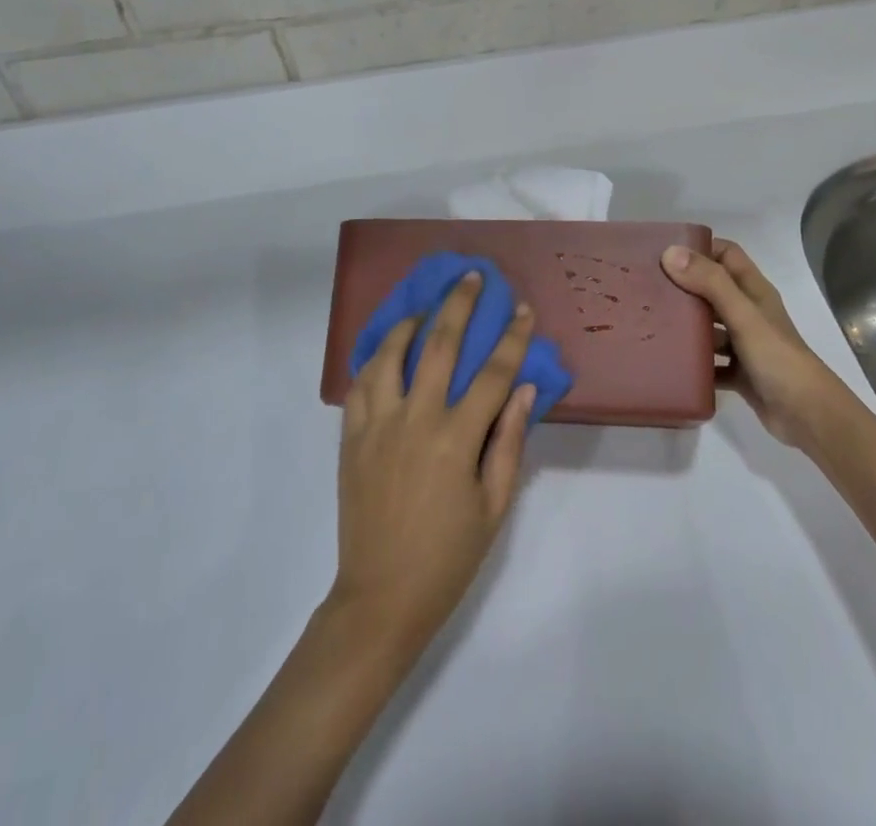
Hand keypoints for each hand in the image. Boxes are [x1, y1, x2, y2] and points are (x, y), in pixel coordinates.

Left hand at [331, 272, 536, 651]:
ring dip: (411, 322)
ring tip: (425, 306)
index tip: (523, 309)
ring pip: (390, 355)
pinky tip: (387, 348)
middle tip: (472, 276)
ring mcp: (377, 425)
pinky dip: (375, 358)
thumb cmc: (447, 556)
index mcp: (455, 440)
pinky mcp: (351, 438)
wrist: (380, 598)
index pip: (491, 374)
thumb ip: (509, 442)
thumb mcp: (494, 506)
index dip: (512, 338)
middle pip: (439, 346)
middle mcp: (415, 420)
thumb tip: (523, 388)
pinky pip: (360, 383)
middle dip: (460, 305)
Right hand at [662, 239, 844, 448]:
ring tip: (650, 324)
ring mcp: (744, 345)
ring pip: (709, 327)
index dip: (700, 248)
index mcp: (754, 291)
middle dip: (684, 287)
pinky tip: (668, 363)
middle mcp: (749, 313)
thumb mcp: (743, 315)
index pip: (726, 255)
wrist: (808, 416)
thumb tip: (670, 252)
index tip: (664, 252)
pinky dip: (693, 362)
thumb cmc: (777, 358)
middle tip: (647, 288)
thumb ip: (710, 283)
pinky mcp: (739, 373)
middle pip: (712, 290)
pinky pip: (710, 363)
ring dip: (686, 326)